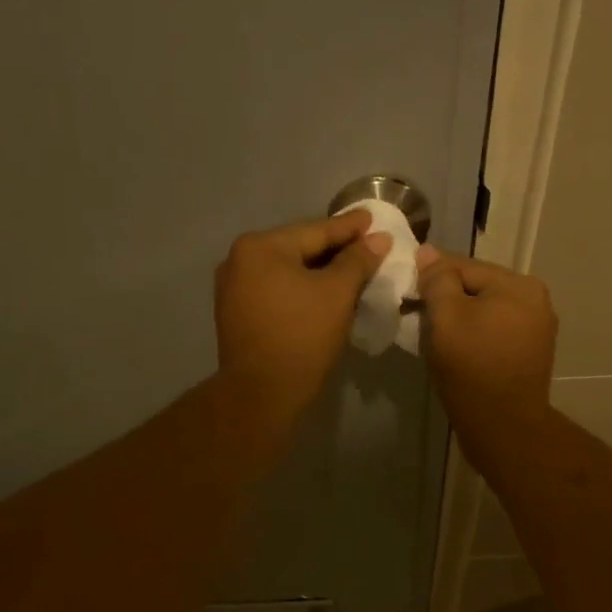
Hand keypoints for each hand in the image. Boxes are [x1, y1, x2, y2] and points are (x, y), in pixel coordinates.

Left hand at [214, 210, 390, 422]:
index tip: (372, 219)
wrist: (262, 393)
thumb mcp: (337, 293)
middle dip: (334, 250)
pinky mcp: (236, 314)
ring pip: (287, 272)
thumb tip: (379, 238)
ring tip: (350, 270)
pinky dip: (300, 290)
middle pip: (298, 249)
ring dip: (318, 272)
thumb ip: (358, 260)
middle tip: (366, 245)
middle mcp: (239, 260)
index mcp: (260, 247)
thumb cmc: (302, 336)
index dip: (349, 228)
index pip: (315, 231)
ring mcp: (233, 289)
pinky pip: (276, 291)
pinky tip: (322, 294)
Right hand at [417, 246, 556, 443]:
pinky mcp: (530, 353)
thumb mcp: (446, 318)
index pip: (463, 266)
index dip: (429, 277)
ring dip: (459, 318)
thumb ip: (437, 280)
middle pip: (476, 288)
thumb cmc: (472, 368)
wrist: (504, 427)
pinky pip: (494, 331)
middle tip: (414, 316)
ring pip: (485, 310)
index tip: (404, 292)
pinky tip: (456, 350)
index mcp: (519, 285)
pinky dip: (474, 335)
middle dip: (445, 299)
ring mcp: (537, 328)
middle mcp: (535, 300)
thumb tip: (427, 252)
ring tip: (433, 335)